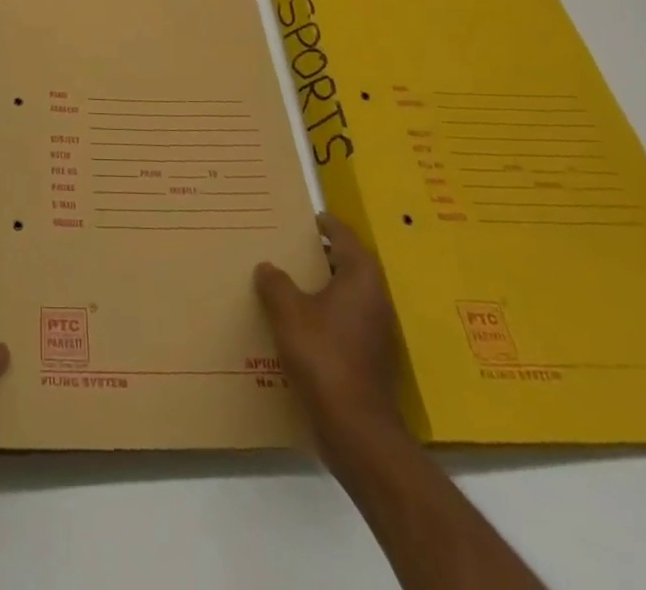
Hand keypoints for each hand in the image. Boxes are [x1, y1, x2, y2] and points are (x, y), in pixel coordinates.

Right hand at [255, 212, 404, 446]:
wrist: (356, 428)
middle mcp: (375, 299)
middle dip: (320, 256)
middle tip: (289, 248)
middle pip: (348, 265)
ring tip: (289, 284)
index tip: (306, 217)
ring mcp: (377, 331)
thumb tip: (268, 267)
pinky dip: (326, 316)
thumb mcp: (288, 313)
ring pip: (347, 296)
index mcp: (361, 278)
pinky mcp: (371, 358)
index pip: (344, 236)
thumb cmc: (323, 356)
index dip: (326, 224)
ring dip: (322, 288)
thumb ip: (276, 284)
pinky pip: (346, 322)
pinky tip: (299, 325)